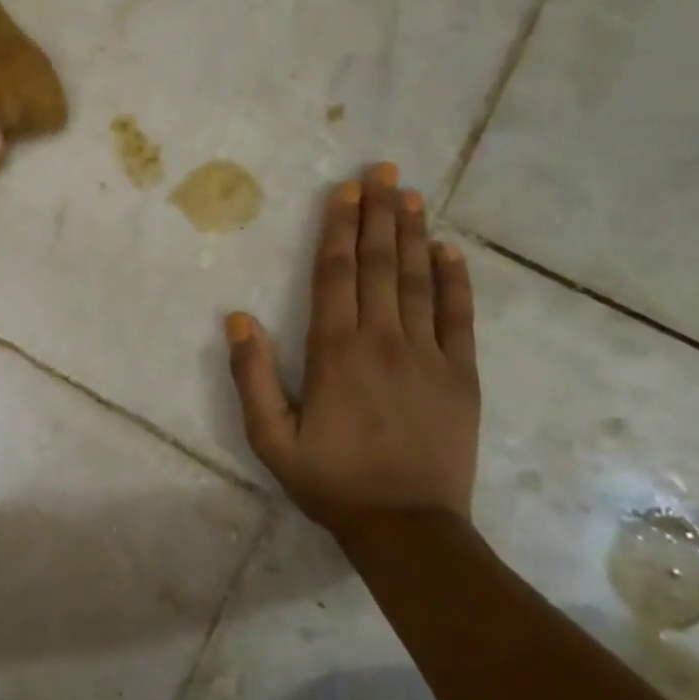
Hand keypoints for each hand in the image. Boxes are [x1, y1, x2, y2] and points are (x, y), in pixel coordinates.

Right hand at [225, 163, 479, 530]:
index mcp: (335, 351)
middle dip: (379, 213)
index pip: (335, 274)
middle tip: (384, 170)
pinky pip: (458, 317)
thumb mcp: (270, 437)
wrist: (408, 529)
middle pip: (378, 264)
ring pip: (418, 280)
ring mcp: (428, 355)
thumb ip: (251, 375)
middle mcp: (382, 340)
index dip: (339, 228)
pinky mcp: (460, 375)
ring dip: (413, 234)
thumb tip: (238, 317)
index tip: (346, 190)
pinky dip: (456, 281)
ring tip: (412, 195)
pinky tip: (451, 251)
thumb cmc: (332, 480)